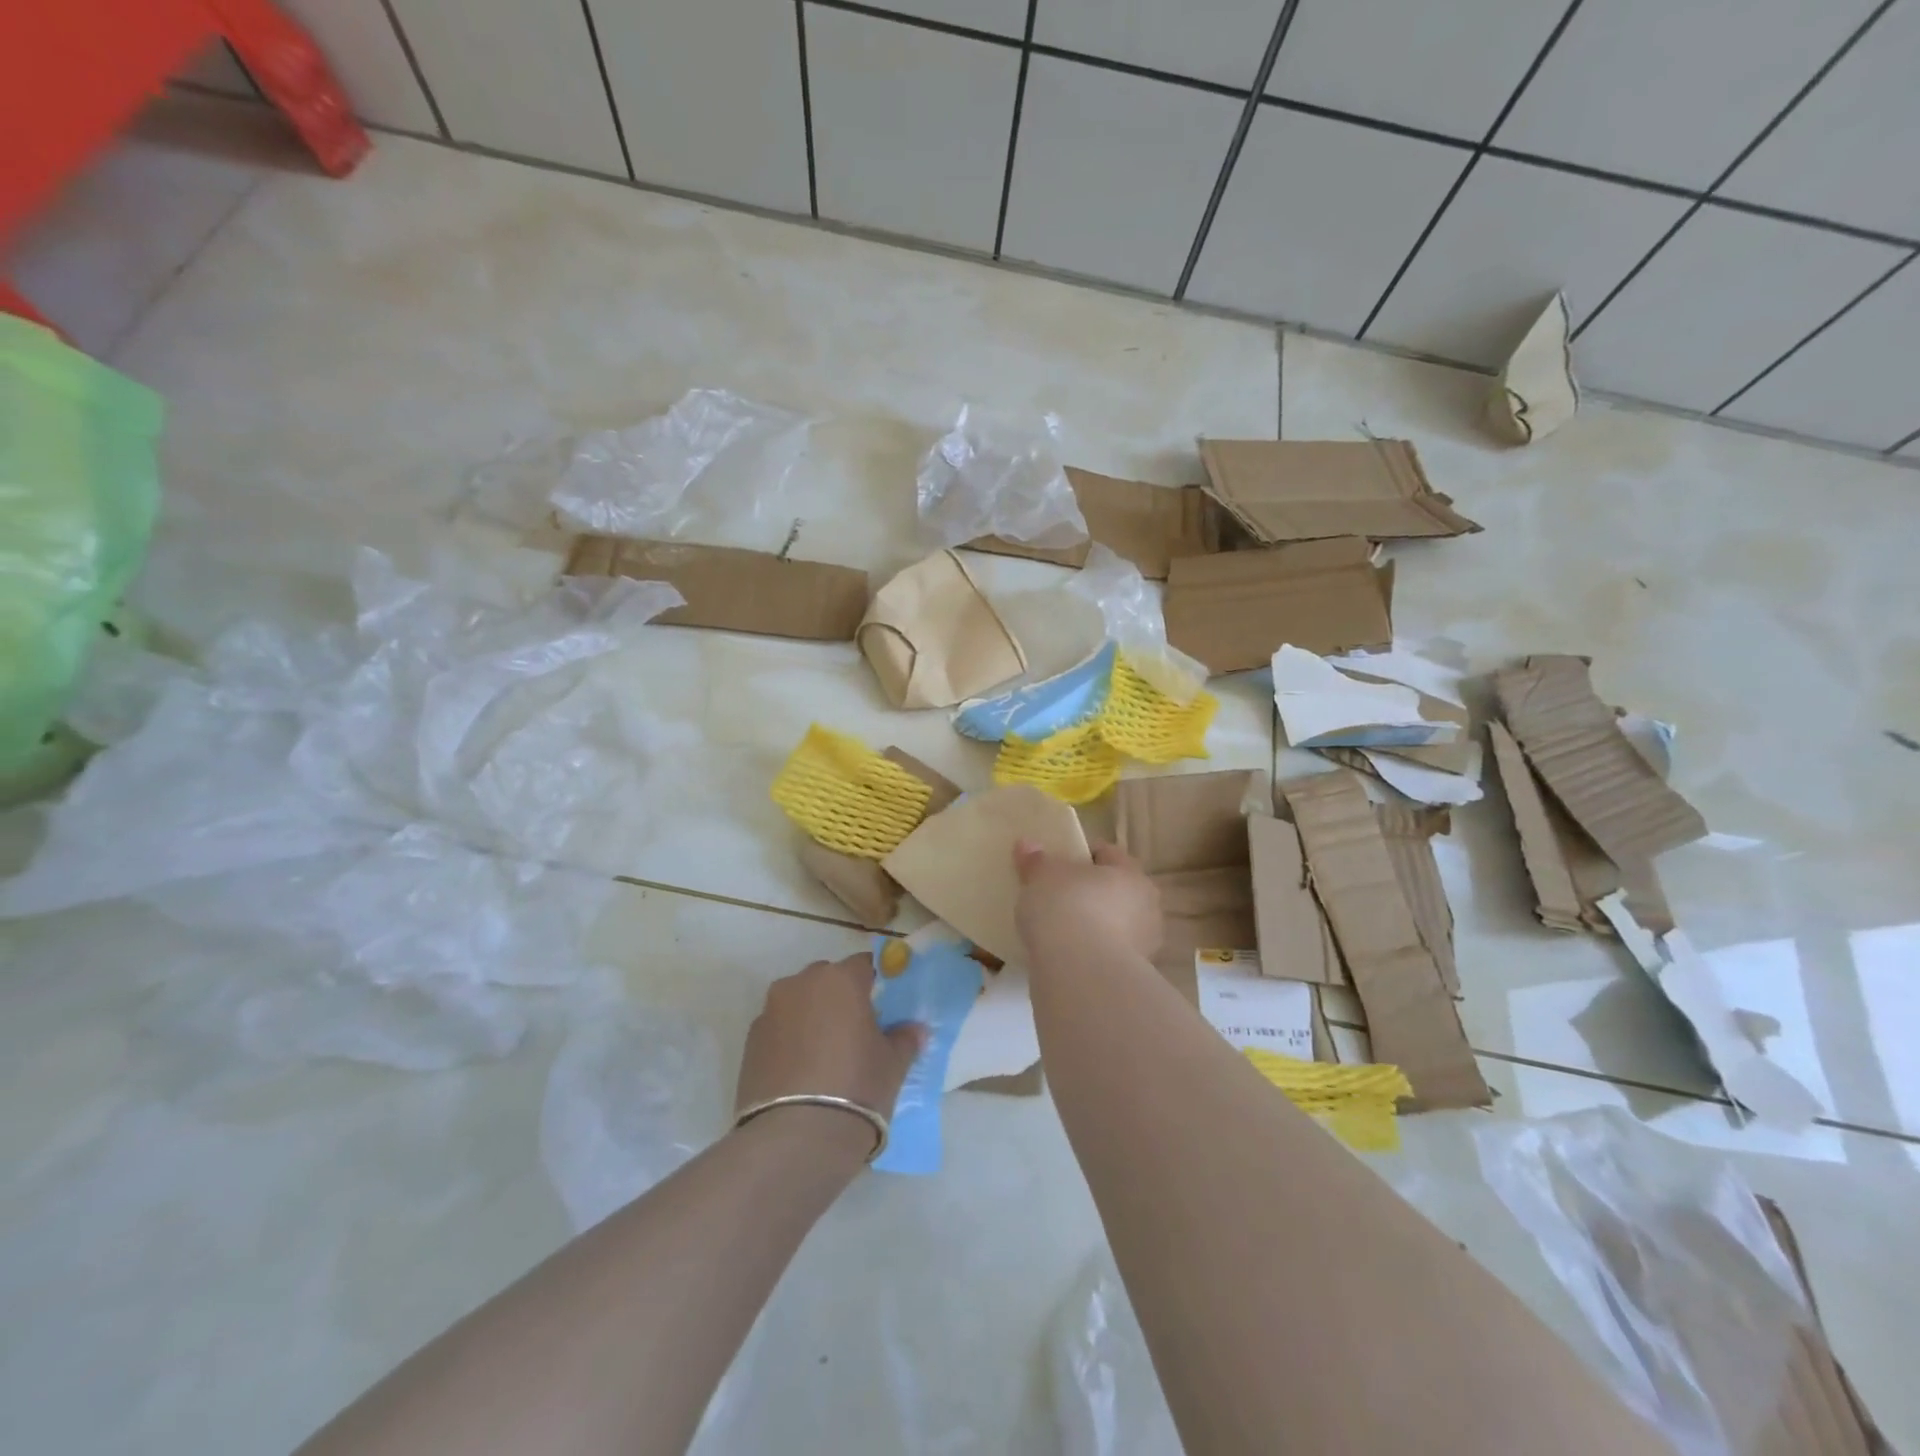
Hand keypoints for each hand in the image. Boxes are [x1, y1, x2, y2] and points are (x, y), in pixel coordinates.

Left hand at [736, 954, 924, 1127]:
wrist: (795, 1138)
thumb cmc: (856, 1087)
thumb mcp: (893, 1064)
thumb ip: (905, 1038)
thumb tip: (914, 1029)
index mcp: (841, 979)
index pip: (864, 964)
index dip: (875, 983)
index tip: (884, 1005)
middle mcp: (801, 983)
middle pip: (827, 979)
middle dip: (840, 997)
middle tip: (856, 1030)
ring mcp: (770, 1010)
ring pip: (799, 1001)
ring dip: (812, 1016)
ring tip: (825, 1054)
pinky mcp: (750, 1041)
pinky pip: (778, 1028)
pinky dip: (790, 1039)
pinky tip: (801, 1072)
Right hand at [1013, 839, 1161, 963]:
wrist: (1079, 972)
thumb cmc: (1066, 907)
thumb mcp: (1042, 877)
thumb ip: (1036, 861)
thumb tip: (1027, 844)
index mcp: (1131, 872)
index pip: (1107, 853)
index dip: (1082, 854)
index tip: (1057, 863)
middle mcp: (1146, 906)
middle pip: (1114, 890)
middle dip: (1090, 892)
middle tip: (1056, 896)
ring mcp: (1142, 944)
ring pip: (1113, 924)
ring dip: (1092, 925)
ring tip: (1057, 929)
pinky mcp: (1129, 975)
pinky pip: (1105, 953)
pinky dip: (1089, 952)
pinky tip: (1065, 955)